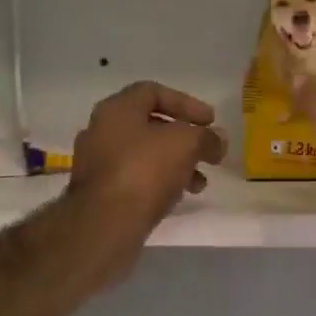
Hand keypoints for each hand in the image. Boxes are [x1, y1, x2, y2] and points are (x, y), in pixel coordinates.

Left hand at [67, 82, 226, 279]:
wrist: (105, 223)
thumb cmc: (145, 170)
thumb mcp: (187, 144)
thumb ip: (207, 137)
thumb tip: (217, 140)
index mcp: (117, 109)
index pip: (153, 92)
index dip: (186, 103)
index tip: (211, 122)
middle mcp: (102, 131)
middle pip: (150, 125)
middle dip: (184, 138)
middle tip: (208, 151)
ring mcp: (98, 163)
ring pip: (145, 154)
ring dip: (177, 163)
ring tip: (199, 182)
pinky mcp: (100, 192)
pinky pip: (136, 178)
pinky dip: (161, 182)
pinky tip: (179, 196)